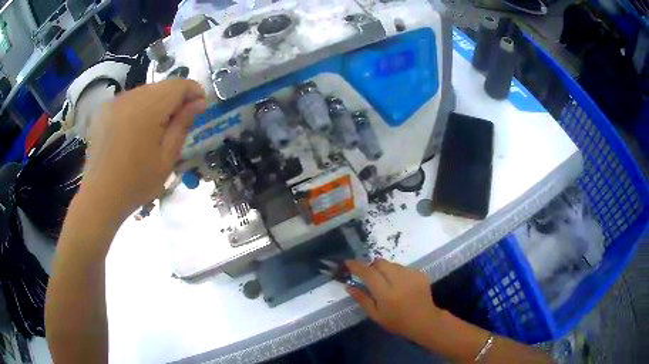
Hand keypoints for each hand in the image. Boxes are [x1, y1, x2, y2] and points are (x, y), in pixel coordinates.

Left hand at [81, 79, 205, 219]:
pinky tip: (135, 130)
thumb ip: (183, 125)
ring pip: (146, 91)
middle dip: (175, 99)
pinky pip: (129, 99)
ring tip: (155, 129)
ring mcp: (115, 101)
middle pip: (162, 85)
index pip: (180, 85)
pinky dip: (139, 108)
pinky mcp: (104, 109)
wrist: (100, 197)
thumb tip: (199, 103)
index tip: (199, 109)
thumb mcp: (167, 159)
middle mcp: (130, 97)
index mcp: (148, 108)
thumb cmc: (136, 183)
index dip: (194, 92)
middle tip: (177, 124)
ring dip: (157, 103)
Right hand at [346, 259, 441, 344]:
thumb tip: (348, 286)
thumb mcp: (376, 315)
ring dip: (385, 269)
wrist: (424, 320)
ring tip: (387, 282)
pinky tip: (400, 284)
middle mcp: (399, 281)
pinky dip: (398, 272)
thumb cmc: (397, 322)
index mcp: (386, 294)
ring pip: (392, 264)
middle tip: (369, 275)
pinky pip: (404, 267)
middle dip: (372, 266)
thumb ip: (362, 299)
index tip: (348, 262)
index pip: (368, 273)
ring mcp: (411, 275)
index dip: (357, 266)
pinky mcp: (420, 273)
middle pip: (381, 263)